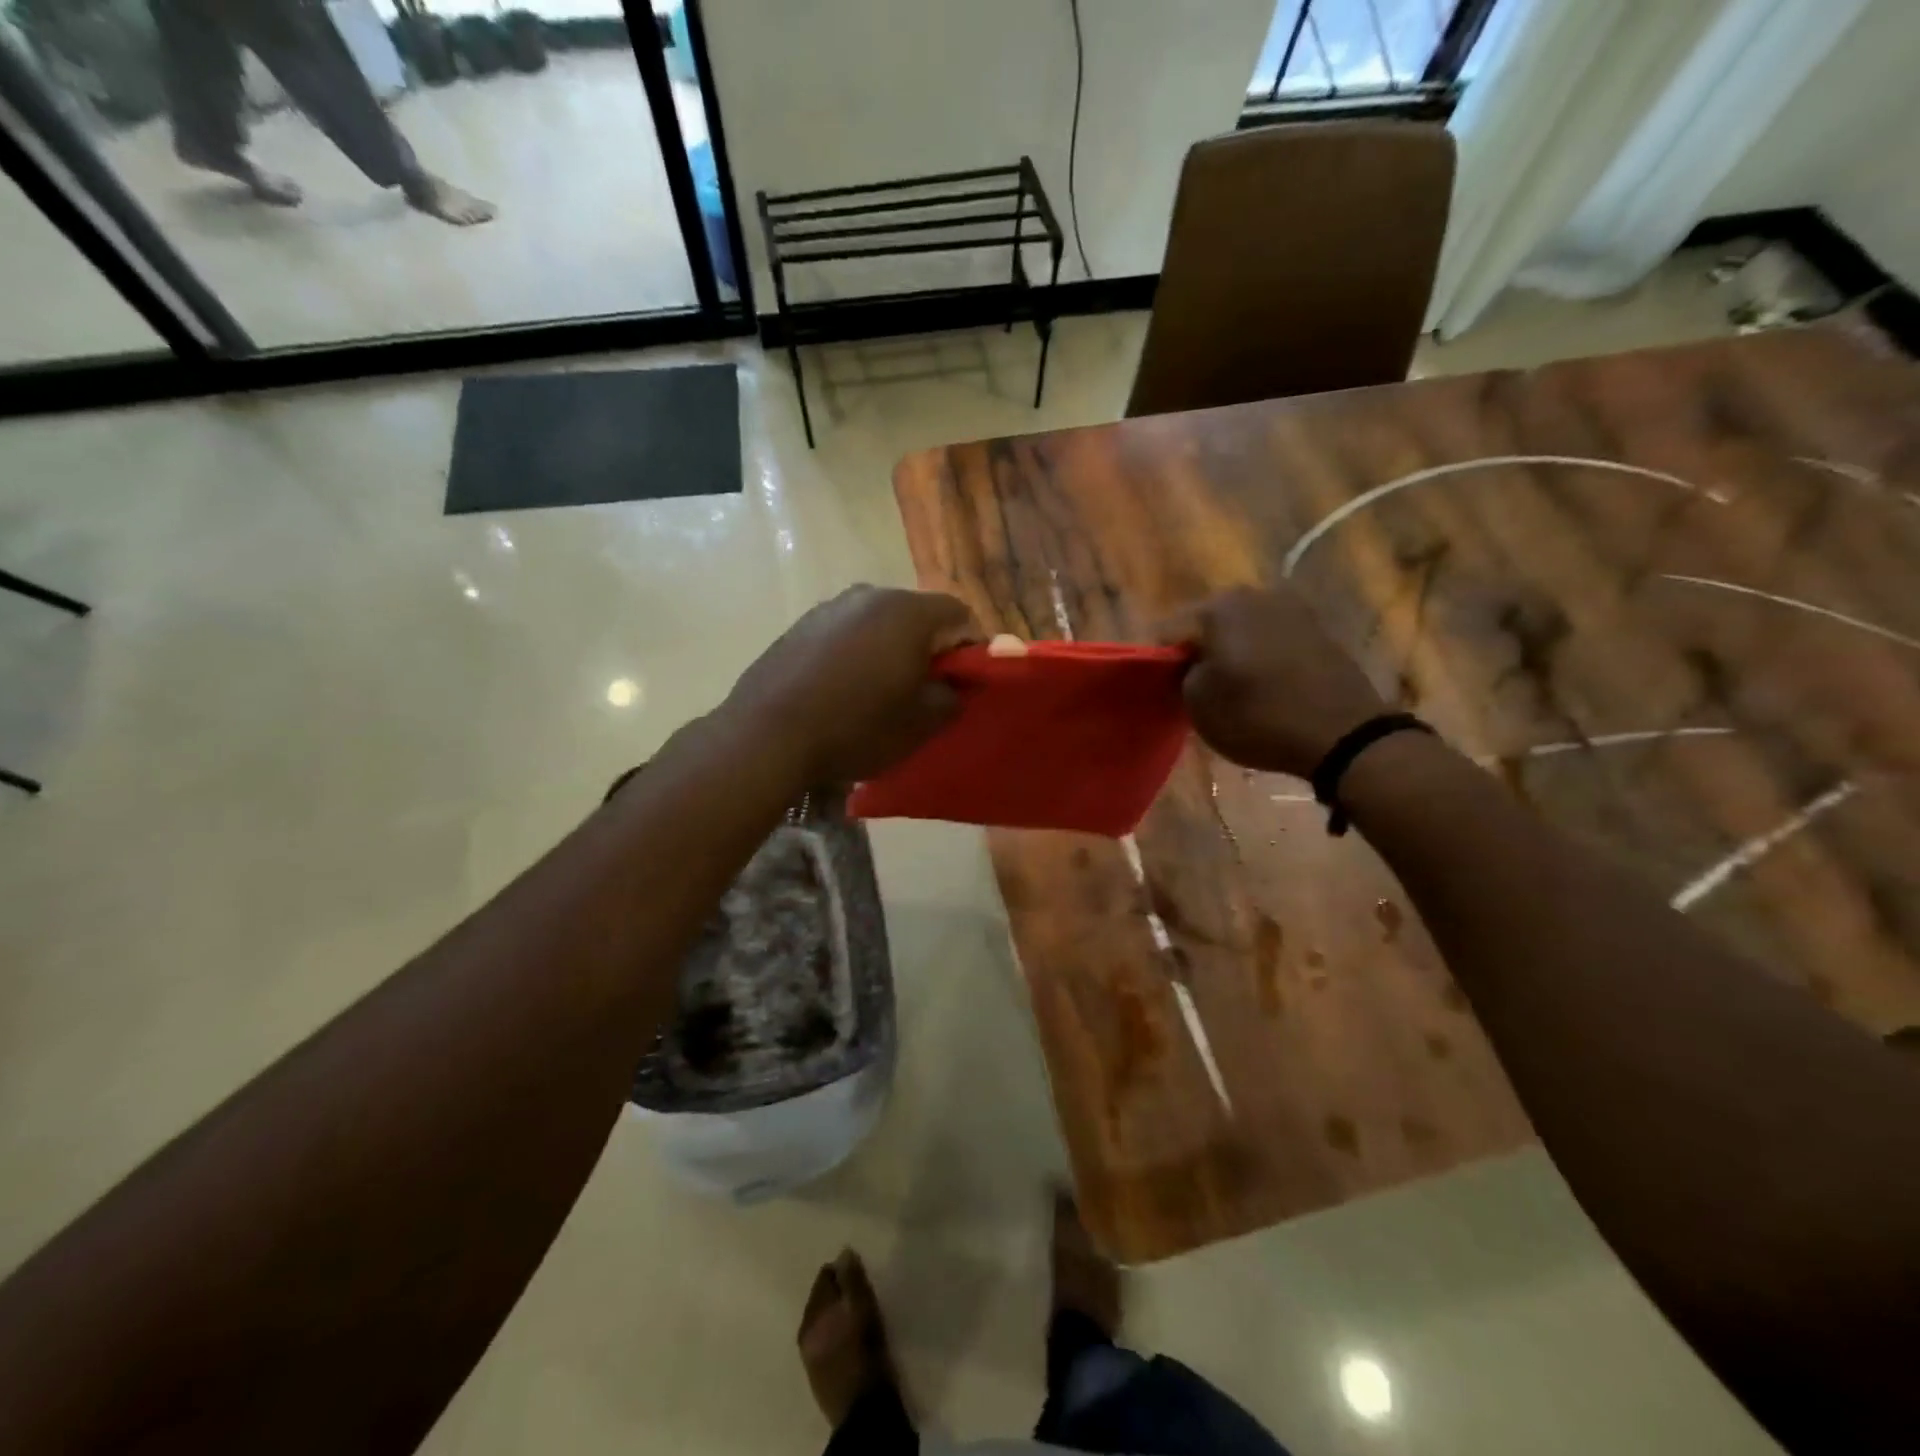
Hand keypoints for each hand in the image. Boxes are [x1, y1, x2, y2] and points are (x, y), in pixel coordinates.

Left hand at [724, 585, 980, 785]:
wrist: (768, 735)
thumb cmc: (857, 727)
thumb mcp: (921, 723)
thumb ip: (953, 696)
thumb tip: (955, 684)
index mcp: (908, 611)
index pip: (961, 615)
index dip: (970, 650)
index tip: (962, 684)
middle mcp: (870, 594)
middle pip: (918, 615)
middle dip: (929, 648)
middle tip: (924, 691)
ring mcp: (830, 607)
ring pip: (879, 623)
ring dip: (890, 650)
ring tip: (879, 693)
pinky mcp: (801, 625)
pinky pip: (845, 633)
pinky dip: (855, 654)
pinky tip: (842, 690)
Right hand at [1158, 585, 1384, 777]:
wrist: (1343, 734)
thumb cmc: (1258, 716)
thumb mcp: (1197, 704)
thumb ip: (1181, 675)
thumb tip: (1186, 665)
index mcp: (1217, 606)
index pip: (1167, 630)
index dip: (1157, 662)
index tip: (1159, 688)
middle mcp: (1254, 595)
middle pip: (1206, 625)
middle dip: (1196, 653)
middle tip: (1191, 689)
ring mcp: (1291, 609)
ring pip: (1240, 631)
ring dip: (1229, 655)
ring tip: (1228, 690)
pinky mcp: (1318, 631)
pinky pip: (1270, 641)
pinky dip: (1259, 659)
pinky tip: (1261, 687)